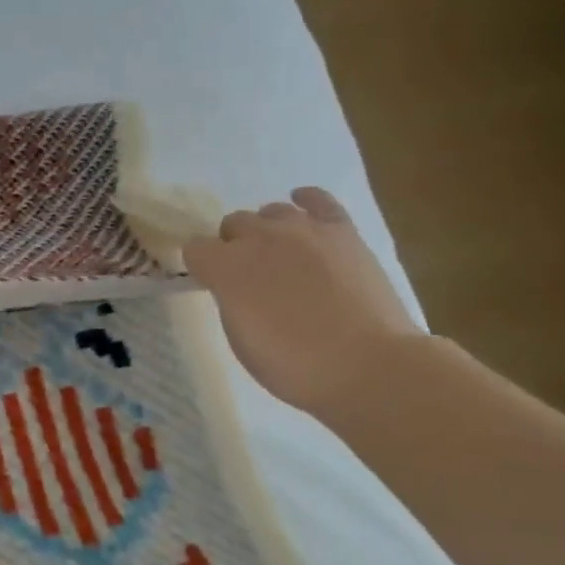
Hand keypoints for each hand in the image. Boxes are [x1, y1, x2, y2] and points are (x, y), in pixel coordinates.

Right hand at [181, 187, 425, 416]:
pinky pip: (318, 199)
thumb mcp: (240, 339)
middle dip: (234, 245)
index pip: (195, 248)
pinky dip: (306, 201)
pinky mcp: (343, 231)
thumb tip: (234, 286)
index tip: (213, 286)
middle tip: (250, 276)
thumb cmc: (294, 365)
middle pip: (232, 223)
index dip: (201, 267)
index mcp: (226, 268)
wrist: (370, 365)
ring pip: (270, 211)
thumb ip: (229, 300)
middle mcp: (259, 238)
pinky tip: (303, 211)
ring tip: (281, 257)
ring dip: (268, 231)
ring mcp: (303, 230)